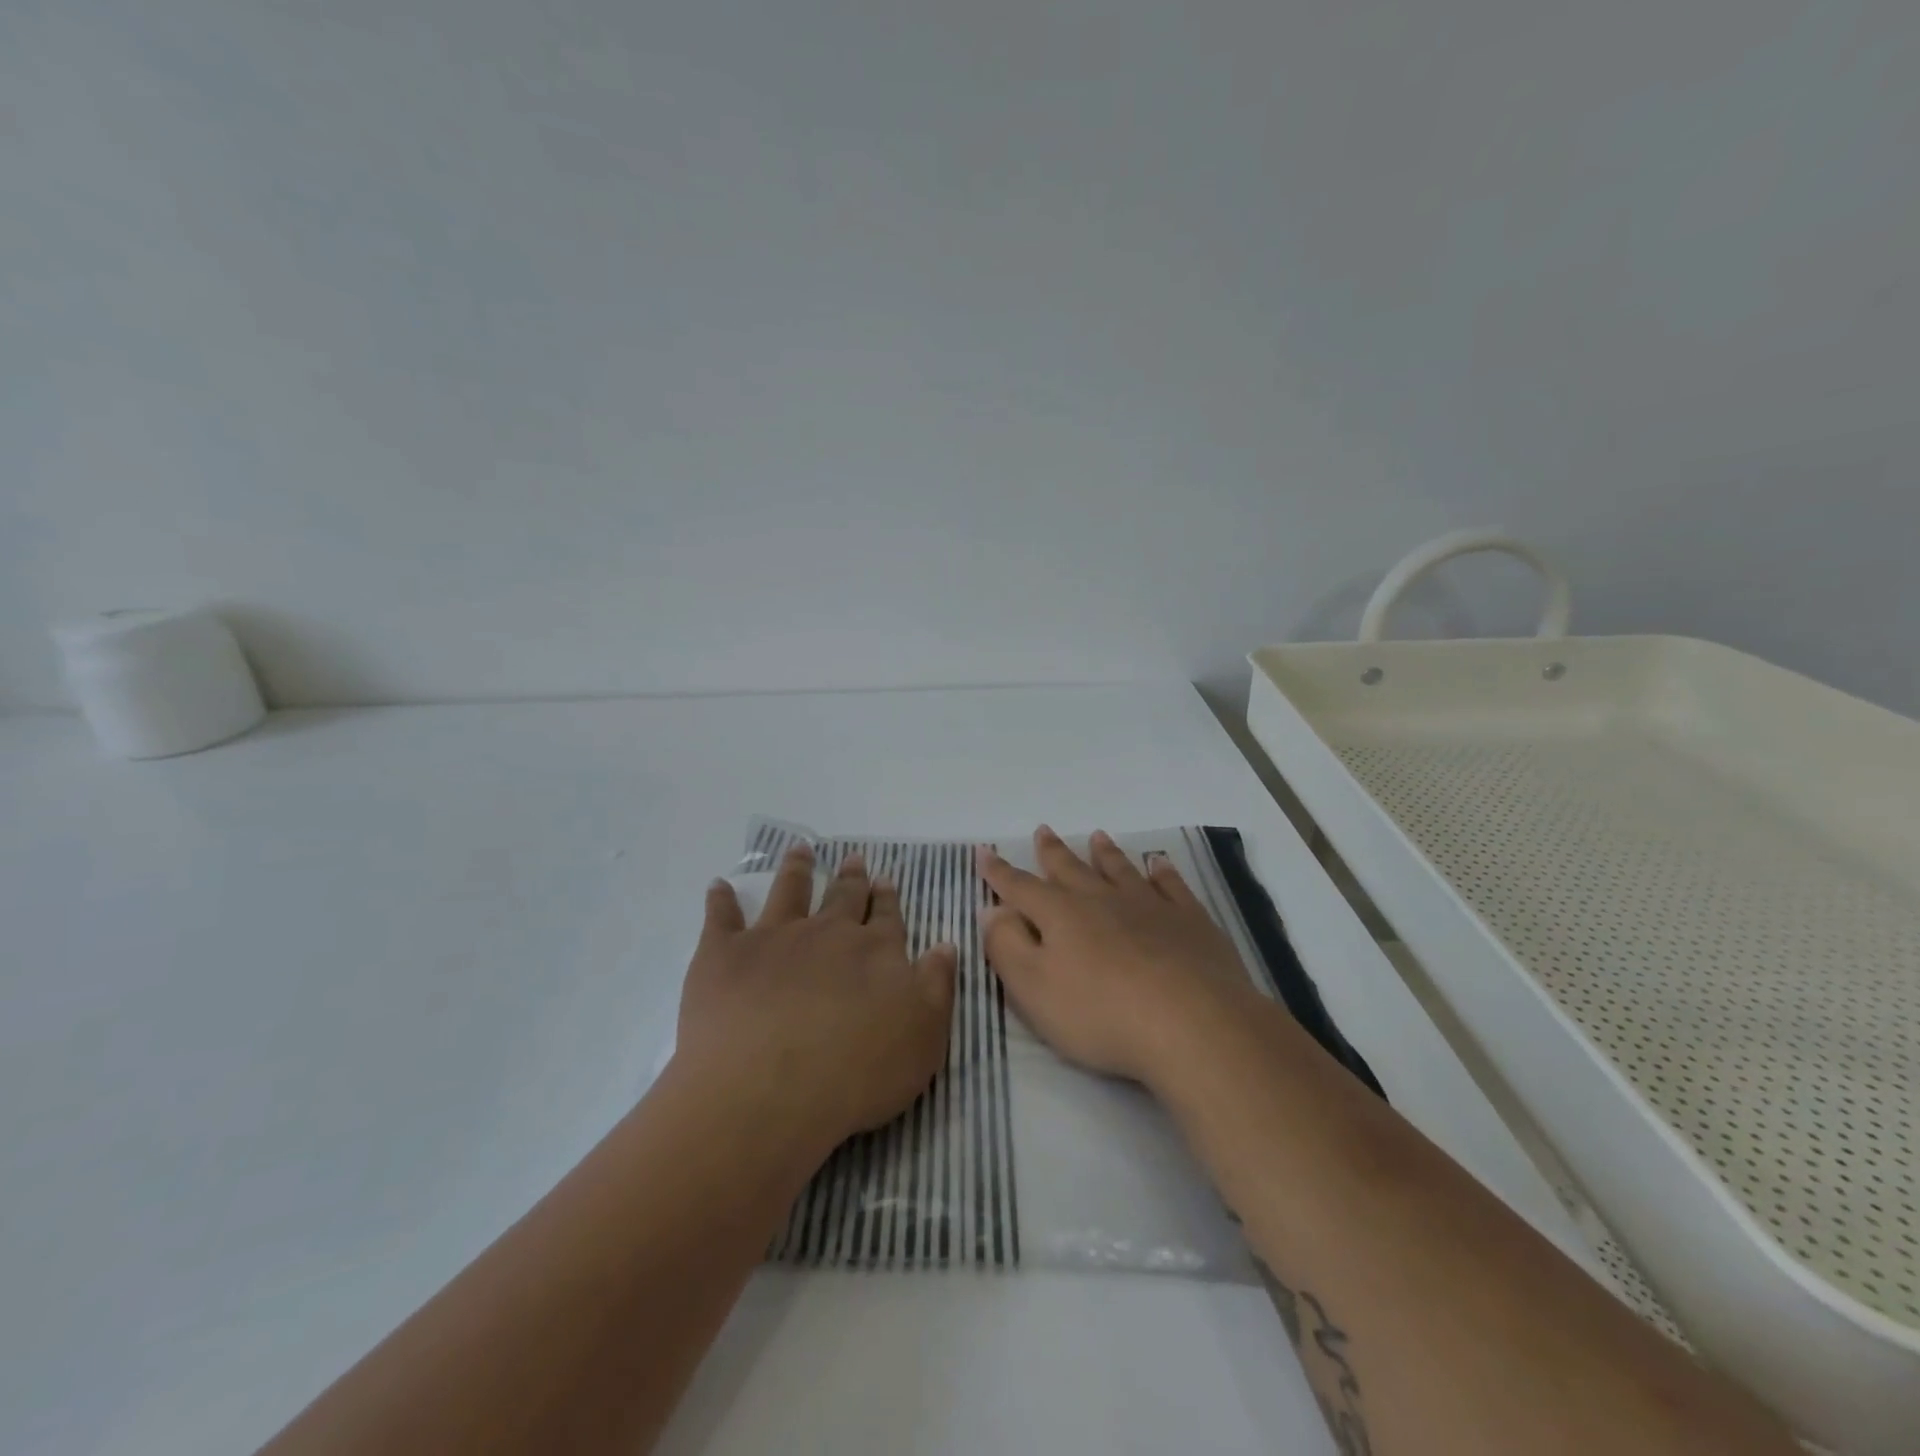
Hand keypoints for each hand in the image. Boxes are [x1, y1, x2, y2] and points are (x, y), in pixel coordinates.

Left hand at [675, 843, 957, 1155]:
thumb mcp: (924, 1036)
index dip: (887, 898)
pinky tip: (718, 886)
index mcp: (875, 951)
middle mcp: (827, 933)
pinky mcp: (724, 955)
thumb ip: (936, 985)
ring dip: (797, 869)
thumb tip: (945, 944)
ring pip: (789, 892)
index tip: (884, 879)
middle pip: (842, 897)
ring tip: (799, 849)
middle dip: (851, 877)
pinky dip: (720, 900)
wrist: (768, 1091)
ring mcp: (774, 938)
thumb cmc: (857, 1073)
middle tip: (853, 858)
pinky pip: (721, 918)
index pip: (886, 917)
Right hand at [978, 826, 1260, 1088]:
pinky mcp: (1189, 920)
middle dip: (1052, 852)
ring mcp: (1149, 905)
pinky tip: (1158, 863)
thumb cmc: (1101, 1013)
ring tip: (1097, 836)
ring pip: (1119, 869)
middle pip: (1070, 869)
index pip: (1020, 888)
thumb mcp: (1034, 989)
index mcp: (1060, 914)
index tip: (984, 852)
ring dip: (1105, 853)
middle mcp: (1101, 899)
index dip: (999, 872)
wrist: (1192, 1023)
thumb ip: (1007, 947)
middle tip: (1043, 830)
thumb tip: (992, 911)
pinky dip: (1162, 871)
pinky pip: (1171, 885)